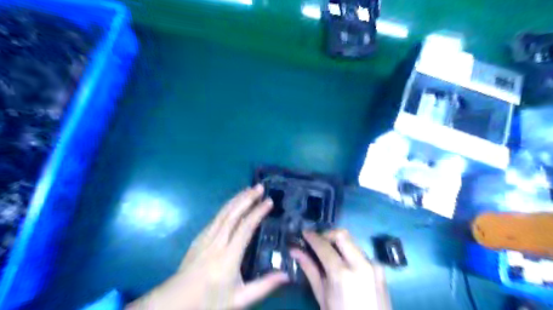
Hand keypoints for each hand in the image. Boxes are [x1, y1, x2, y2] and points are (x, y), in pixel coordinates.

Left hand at [126, 186, 287, 307]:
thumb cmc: (209, 301)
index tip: (269, 202)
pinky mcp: (199, 237)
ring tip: (249, 189)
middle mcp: (217, 242)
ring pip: (223, 213)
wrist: (175, 303)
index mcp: (228, 257)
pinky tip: (233, 202)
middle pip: (233, 214)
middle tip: (260, 187)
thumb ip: (264, 286)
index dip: (258, 212)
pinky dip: (227, 206)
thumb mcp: (240, 299)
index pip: (245, 228)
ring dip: (237, 199)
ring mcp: (205, 238)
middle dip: (247, 198)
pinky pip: (216, 217)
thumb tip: (287, 275)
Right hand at [291, 229, 390, 308]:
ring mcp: (373, 265)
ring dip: (337, 243)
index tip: (304, 233)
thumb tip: (295, 251)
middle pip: (341, 234)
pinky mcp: (380, 268)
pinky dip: (348, 252)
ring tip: (327, 253)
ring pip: (352, 241)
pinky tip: (342, 263)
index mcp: (343, 274)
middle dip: (327, 235)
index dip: (312, 237)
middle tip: (316, 242)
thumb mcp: (323, 297)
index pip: (324, 245)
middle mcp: (361, 264)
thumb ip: (310, 269)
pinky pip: (360, 252)